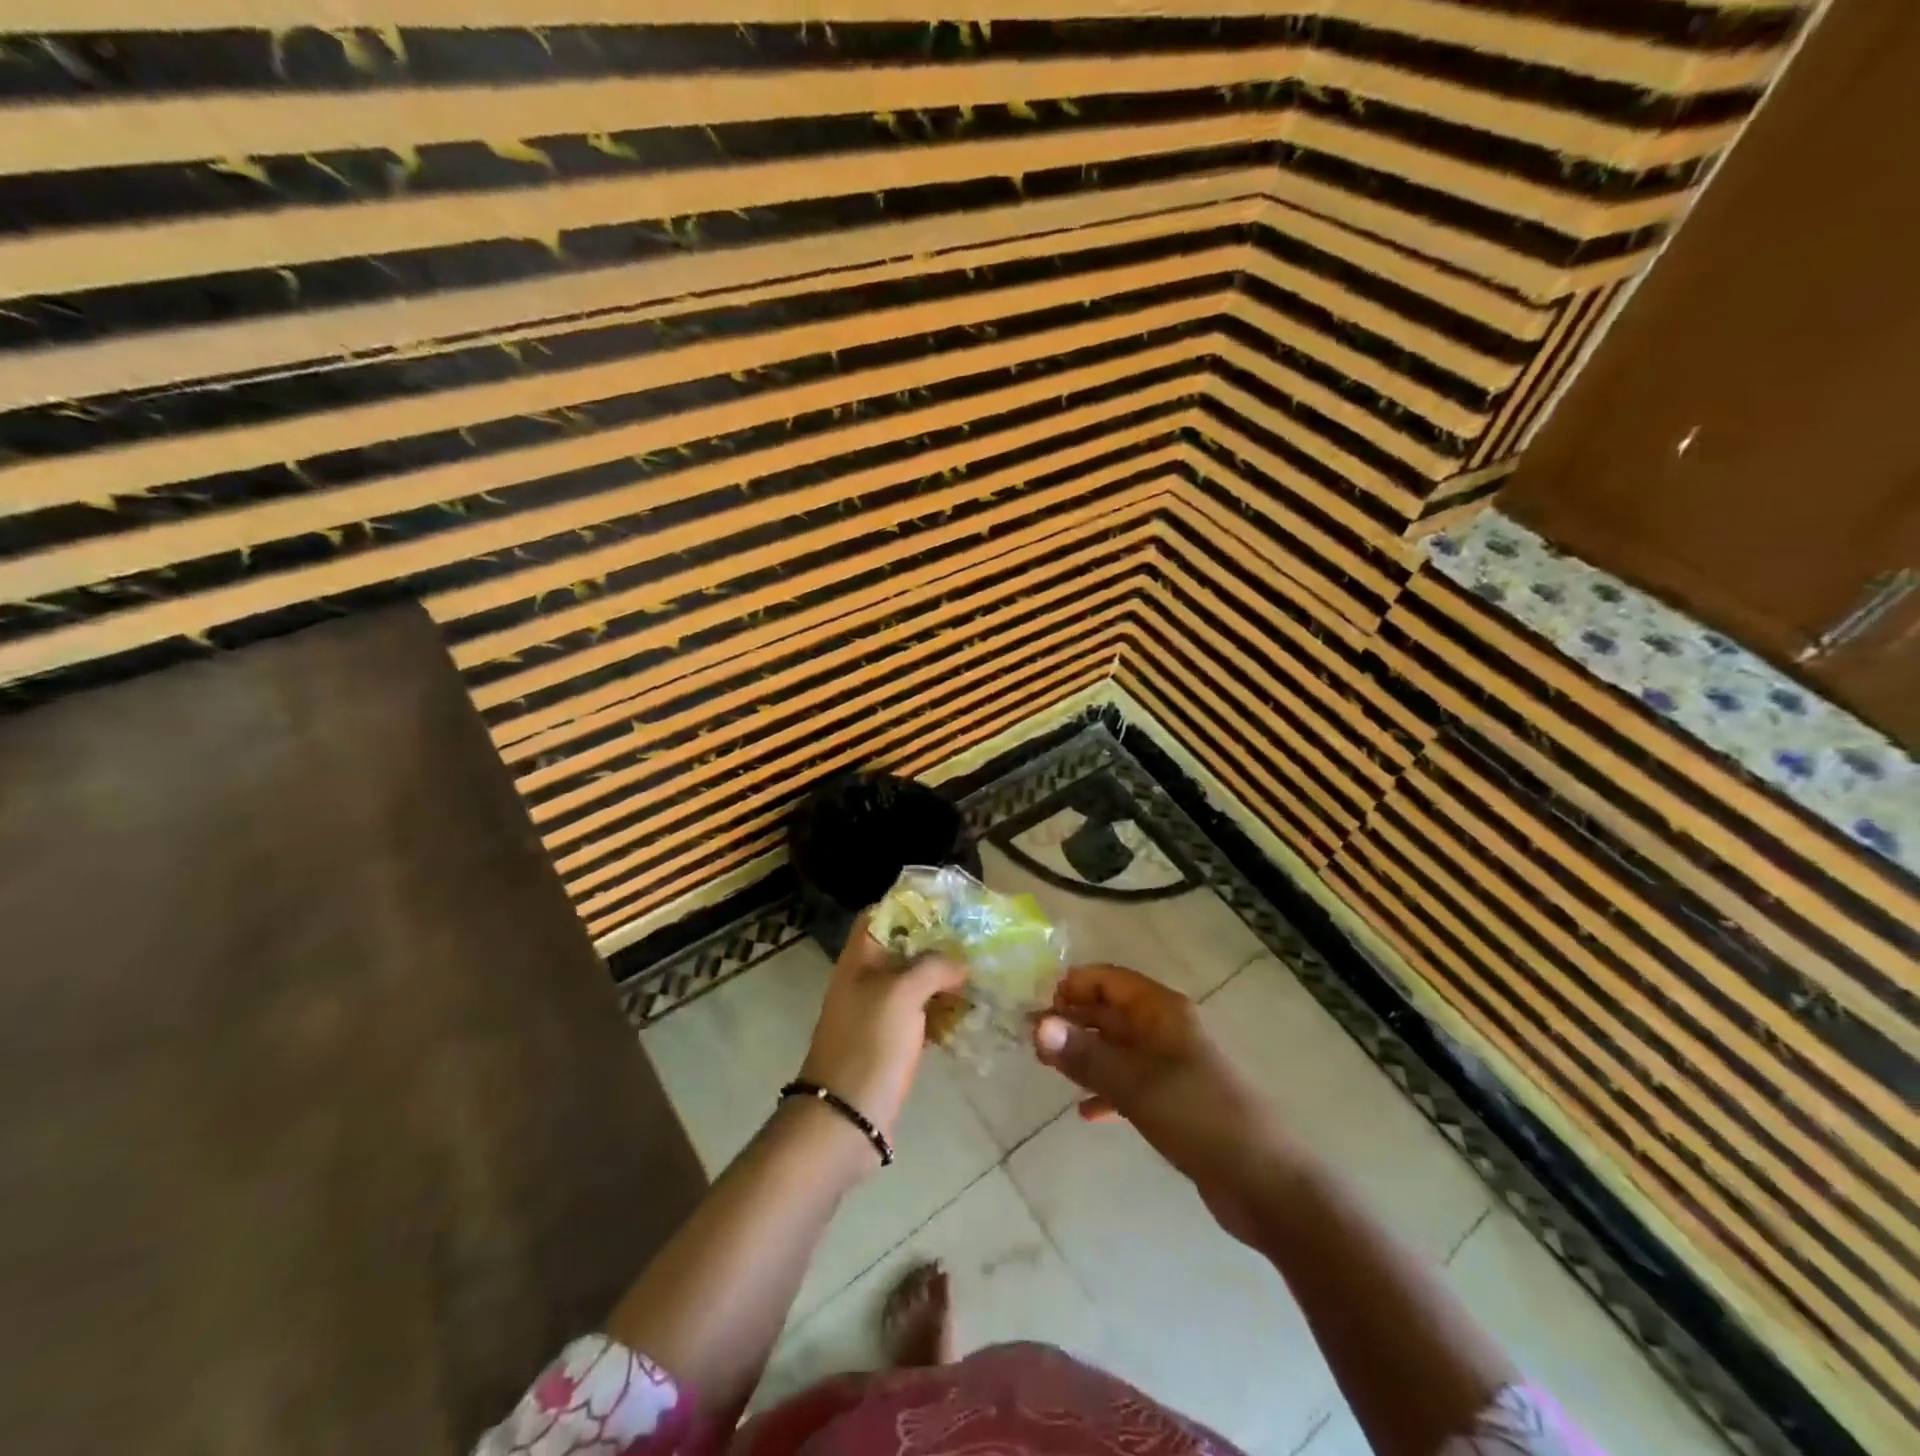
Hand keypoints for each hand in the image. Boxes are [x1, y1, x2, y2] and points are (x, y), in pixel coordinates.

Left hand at [799, 913, 966, 1145]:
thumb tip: (960, 963)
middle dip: (937, 944)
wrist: (845, 1118)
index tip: (947, 906)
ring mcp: (877, 1015)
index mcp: (859, 961)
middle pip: (902, 950)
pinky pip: (920, 1017)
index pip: (879, 916)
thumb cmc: (869, 1045)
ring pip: (914, 984)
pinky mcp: (890, 1044)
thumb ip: (933, 967)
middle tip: (975, 942)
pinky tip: (970, 1013)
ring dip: (944, 980)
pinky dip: (942, 1012)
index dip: (909, 906)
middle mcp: (865, 981)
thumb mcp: (901, 994)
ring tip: (981, 974)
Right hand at [1034, 964, 1297, 1242]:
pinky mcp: (1178, 1101)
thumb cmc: (1200, 1117)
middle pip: (1112, 1012)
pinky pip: (1133, 1084)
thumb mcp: (1136, 1085)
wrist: (1268, 1184)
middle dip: (1073, 1021)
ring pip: (1119, 1049)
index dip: (1073, 986)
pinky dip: (1108, 1091)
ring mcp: (1174, 1066)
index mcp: (1163, 1011)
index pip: (1110, 979)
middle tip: (1032, 1042)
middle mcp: (1168, 1029)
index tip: (1038, 1007)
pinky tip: (1085, 1113)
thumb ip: (1085, 1055)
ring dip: (1086, 1055)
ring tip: (1047, 1070)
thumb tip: (1037, 1025)